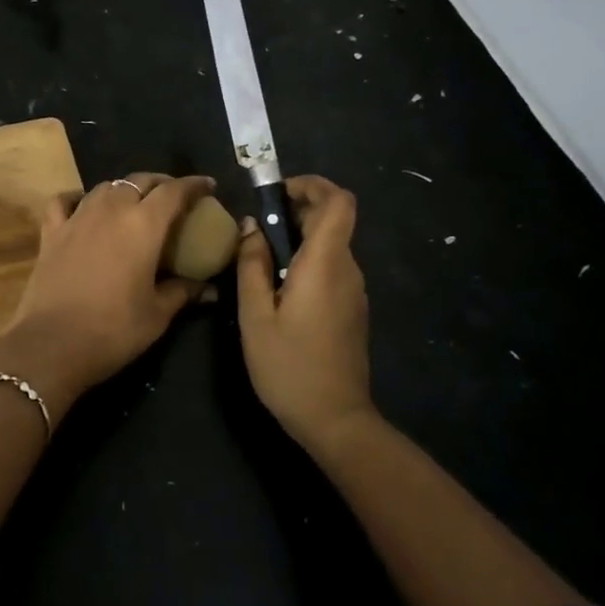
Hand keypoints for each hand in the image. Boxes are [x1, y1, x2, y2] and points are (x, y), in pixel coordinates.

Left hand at [0, 173, 214, 419]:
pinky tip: (83, 205)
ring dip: (124, 189)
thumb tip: (210, 289)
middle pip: (139, 181)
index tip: (208, 186)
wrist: (52, 344)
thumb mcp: (157, 315)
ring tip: (134, 202)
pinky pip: (64, 201)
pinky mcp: (51, 232)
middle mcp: (110, 210)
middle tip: (173, 197)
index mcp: (143, 225)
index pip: (174, 191)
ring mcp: (77, 218)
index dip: (193, 185)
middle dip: (160, 184)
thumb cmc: (113, 330)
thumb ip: (183, 293)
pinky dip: (77, 198)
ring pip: (104, 187)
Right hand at [236, 175, 376, 454]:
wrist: (335, 419)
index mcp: (325, 264)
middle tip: (256, 230)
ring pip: (331, 244)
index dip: (311, 185)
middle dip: (295, 210)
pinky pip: (331, 268)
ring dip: (299, 238)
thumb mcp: (255, 315)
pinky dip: (307, 261)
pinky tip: (278, 289)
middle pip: (333, 219)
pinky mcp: (352, 309)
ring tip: (260, 261)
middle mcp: (347, 270)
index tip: (277, 194)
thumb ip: (251, 265)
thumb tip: (250, 227)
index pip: (338, 201)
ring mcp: (354, 290)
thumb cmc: (288, 366)